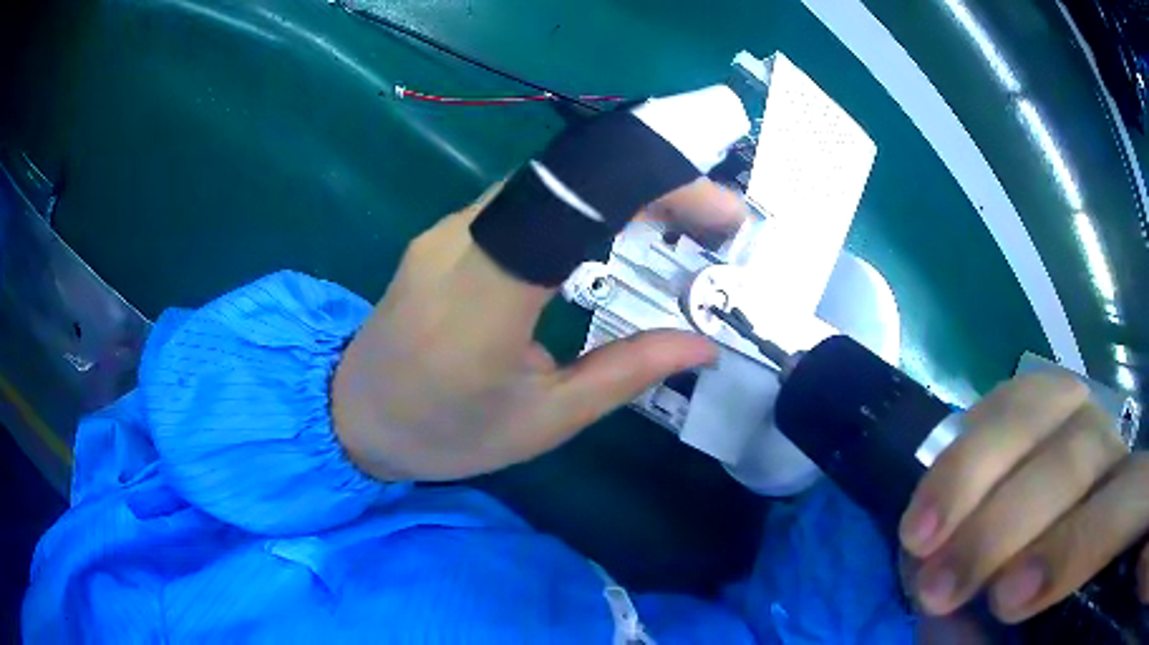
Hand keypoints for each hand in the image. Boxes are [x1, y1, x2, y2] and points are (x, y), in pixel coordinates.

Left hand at [331, 180, 744, 480]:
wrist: (353, 414)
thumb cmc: (443, 433)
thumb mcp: (542, 422)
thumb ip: (624, 374)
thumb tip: (703, 344)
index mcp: (482, 299)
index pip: (575, 204)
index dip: (655, 187)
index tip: (718, 209)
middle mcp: (458, 242)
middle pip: (566, 176)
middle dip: (652, 180)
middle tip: (712, 215)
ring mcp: (446, 228)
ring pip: (547, 181)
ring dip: (620, 188)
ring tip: (680, 220)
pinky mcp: (445, 231)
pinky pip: (524, 199)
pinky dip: (584, 201)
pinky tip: (618, 228)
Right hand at [899, 374, 1148, 622]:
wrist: (1060, 573)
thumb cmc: (1054, 626)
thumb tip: (952, 630)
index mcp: (1130, 514)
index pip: (1123, 506)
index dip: (1074, 547)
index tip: (1005, 602)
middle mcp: (1122, 456)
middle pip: (1083, 450)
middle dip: (1007, 520)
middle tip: (939, 586)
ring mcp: (1095, 423)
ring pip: (1048, 403)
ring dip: (975, 469)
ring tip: (919, 534)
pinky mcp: (1061, 414)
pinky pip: (1022, 395)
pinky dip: (978, 433)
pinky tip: (942, 483)